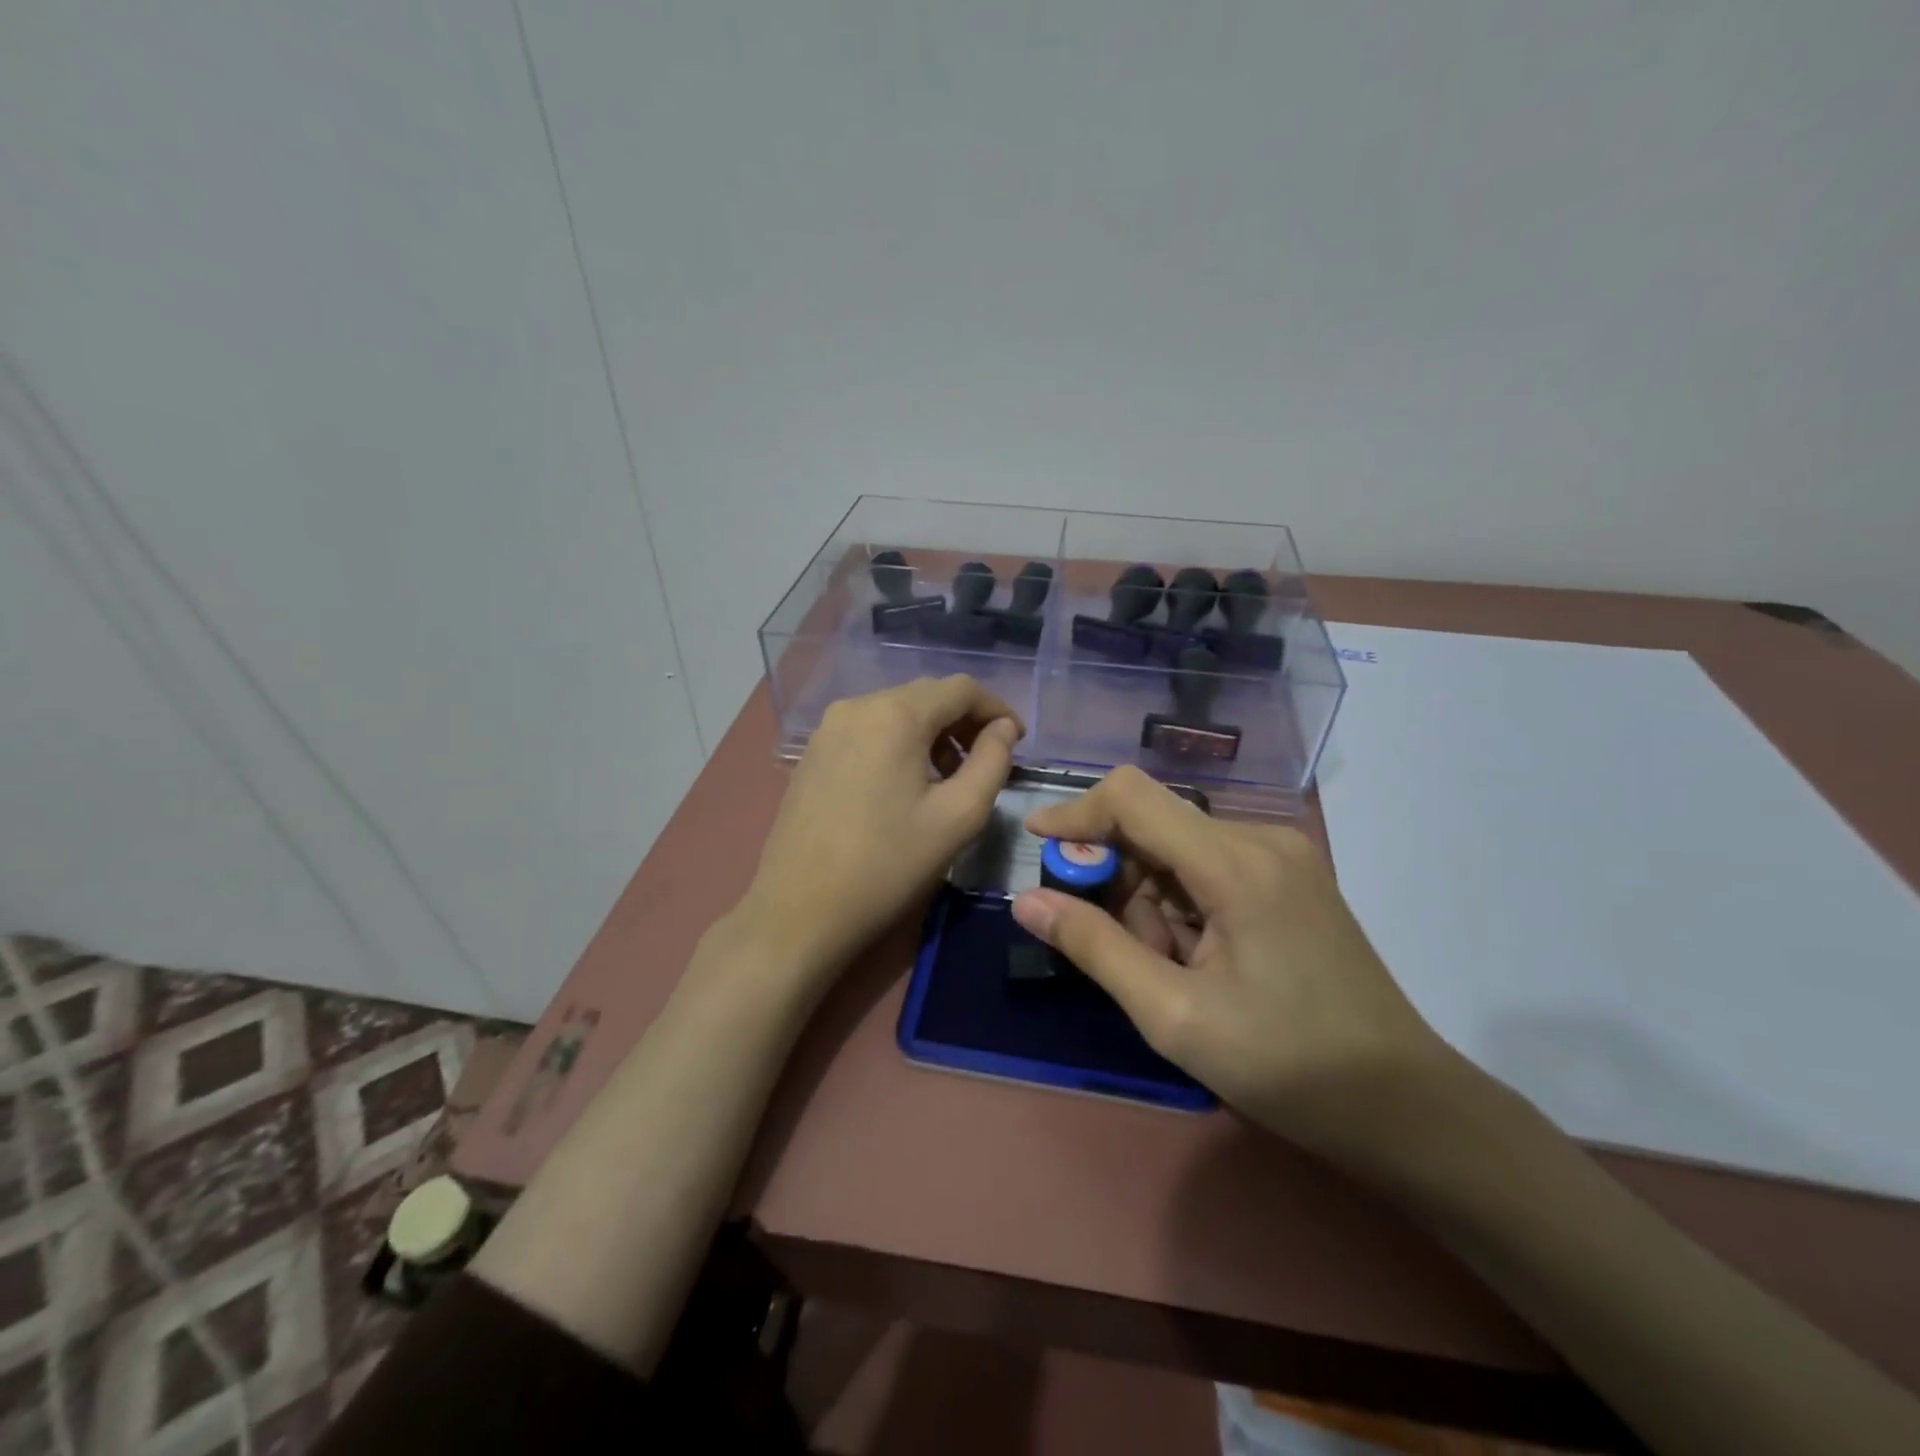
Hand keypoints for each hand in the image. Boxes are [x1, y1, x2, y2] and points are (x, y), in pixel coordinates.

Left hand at [741, 675, 1022, 986]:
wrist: (799, 910)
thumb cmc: (888, 864)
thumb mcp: (958, 816)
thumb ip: (992, 762)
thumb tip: (1003, 729)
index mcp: (895, 714)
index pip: (961, 688)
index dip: (997, 709)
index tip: (1017, 741)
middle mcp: (857, 706)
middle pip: (926, 696)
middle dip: (964, 722)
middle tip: (988, 761)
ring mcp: (828, 728)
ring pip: (896, 712)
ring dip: (932, 734)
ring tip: (950, 777)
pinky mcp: (813, 752)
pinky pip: (869, 731)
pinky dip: (899, 744)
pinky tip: (906, 784)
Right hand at [1011, 766, 1466, 1164]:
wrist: (1403, 1106)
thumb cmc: (1285, 1065)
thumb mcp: (1174, 1015)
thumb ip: (1095, 948)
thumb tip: (1027, 901)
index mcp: (1235, 863)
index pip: (1133, 797)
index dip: (1076, 812)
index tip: (1037, 844)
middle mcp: (1261, 839)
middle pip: (1154, 826)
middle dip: (1119, 882)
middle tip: (1125, 955)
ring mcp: (1281, 856)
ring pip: (1178, 850)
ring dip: (1152, 902)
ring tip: (1172, 973)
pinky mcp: (1289, 877)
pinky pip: (1208, 868)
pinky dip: (1183, 905)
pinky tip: (1198, 961)